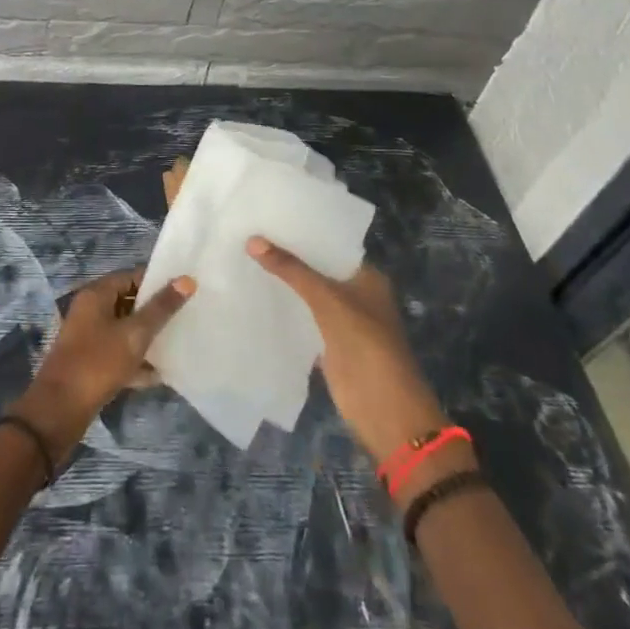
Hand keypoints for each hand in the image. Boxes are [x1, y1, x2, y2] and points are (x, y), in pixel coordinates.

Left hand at [17, 266, 194, 450]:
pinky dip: (136, 361)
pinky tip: (158, 375)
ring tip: (177, 344)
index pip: (130, 276)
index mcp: (96, 295)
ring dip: (147, 337)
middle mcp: (90, 311)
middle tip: (185, 317)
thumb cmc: (98, 363)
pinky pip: (118, 354)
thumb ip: (161, 308)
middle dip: (154, 311)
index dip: (156, 281)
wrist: (60, 410)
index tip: (184, 291)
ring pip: (124, 330)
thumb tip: (186, 279)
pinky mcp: (90, 363)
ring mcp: (88, 338)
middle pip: (127, 302)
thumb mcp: (134, 334)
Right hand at [247, 240, 448, 463]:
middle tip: (248, 232)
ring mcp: (342, 321)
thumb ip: (291, 270)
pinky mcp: (328, 344)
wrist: (385, 413)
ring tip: (244, 256)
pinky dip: (284, 308)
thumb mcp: (328, 301)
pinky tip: (254, 294)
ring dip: (283, 282)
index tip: (268, 215)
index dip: (302, 231)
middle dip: (288, 255)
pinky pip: (302, 318)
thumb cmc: (366, 347)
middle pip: (317, 269)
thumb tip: (252, 240)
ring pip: (308, 293)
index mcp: (367, 277)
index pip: (330, 244)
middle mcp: (356, 294)